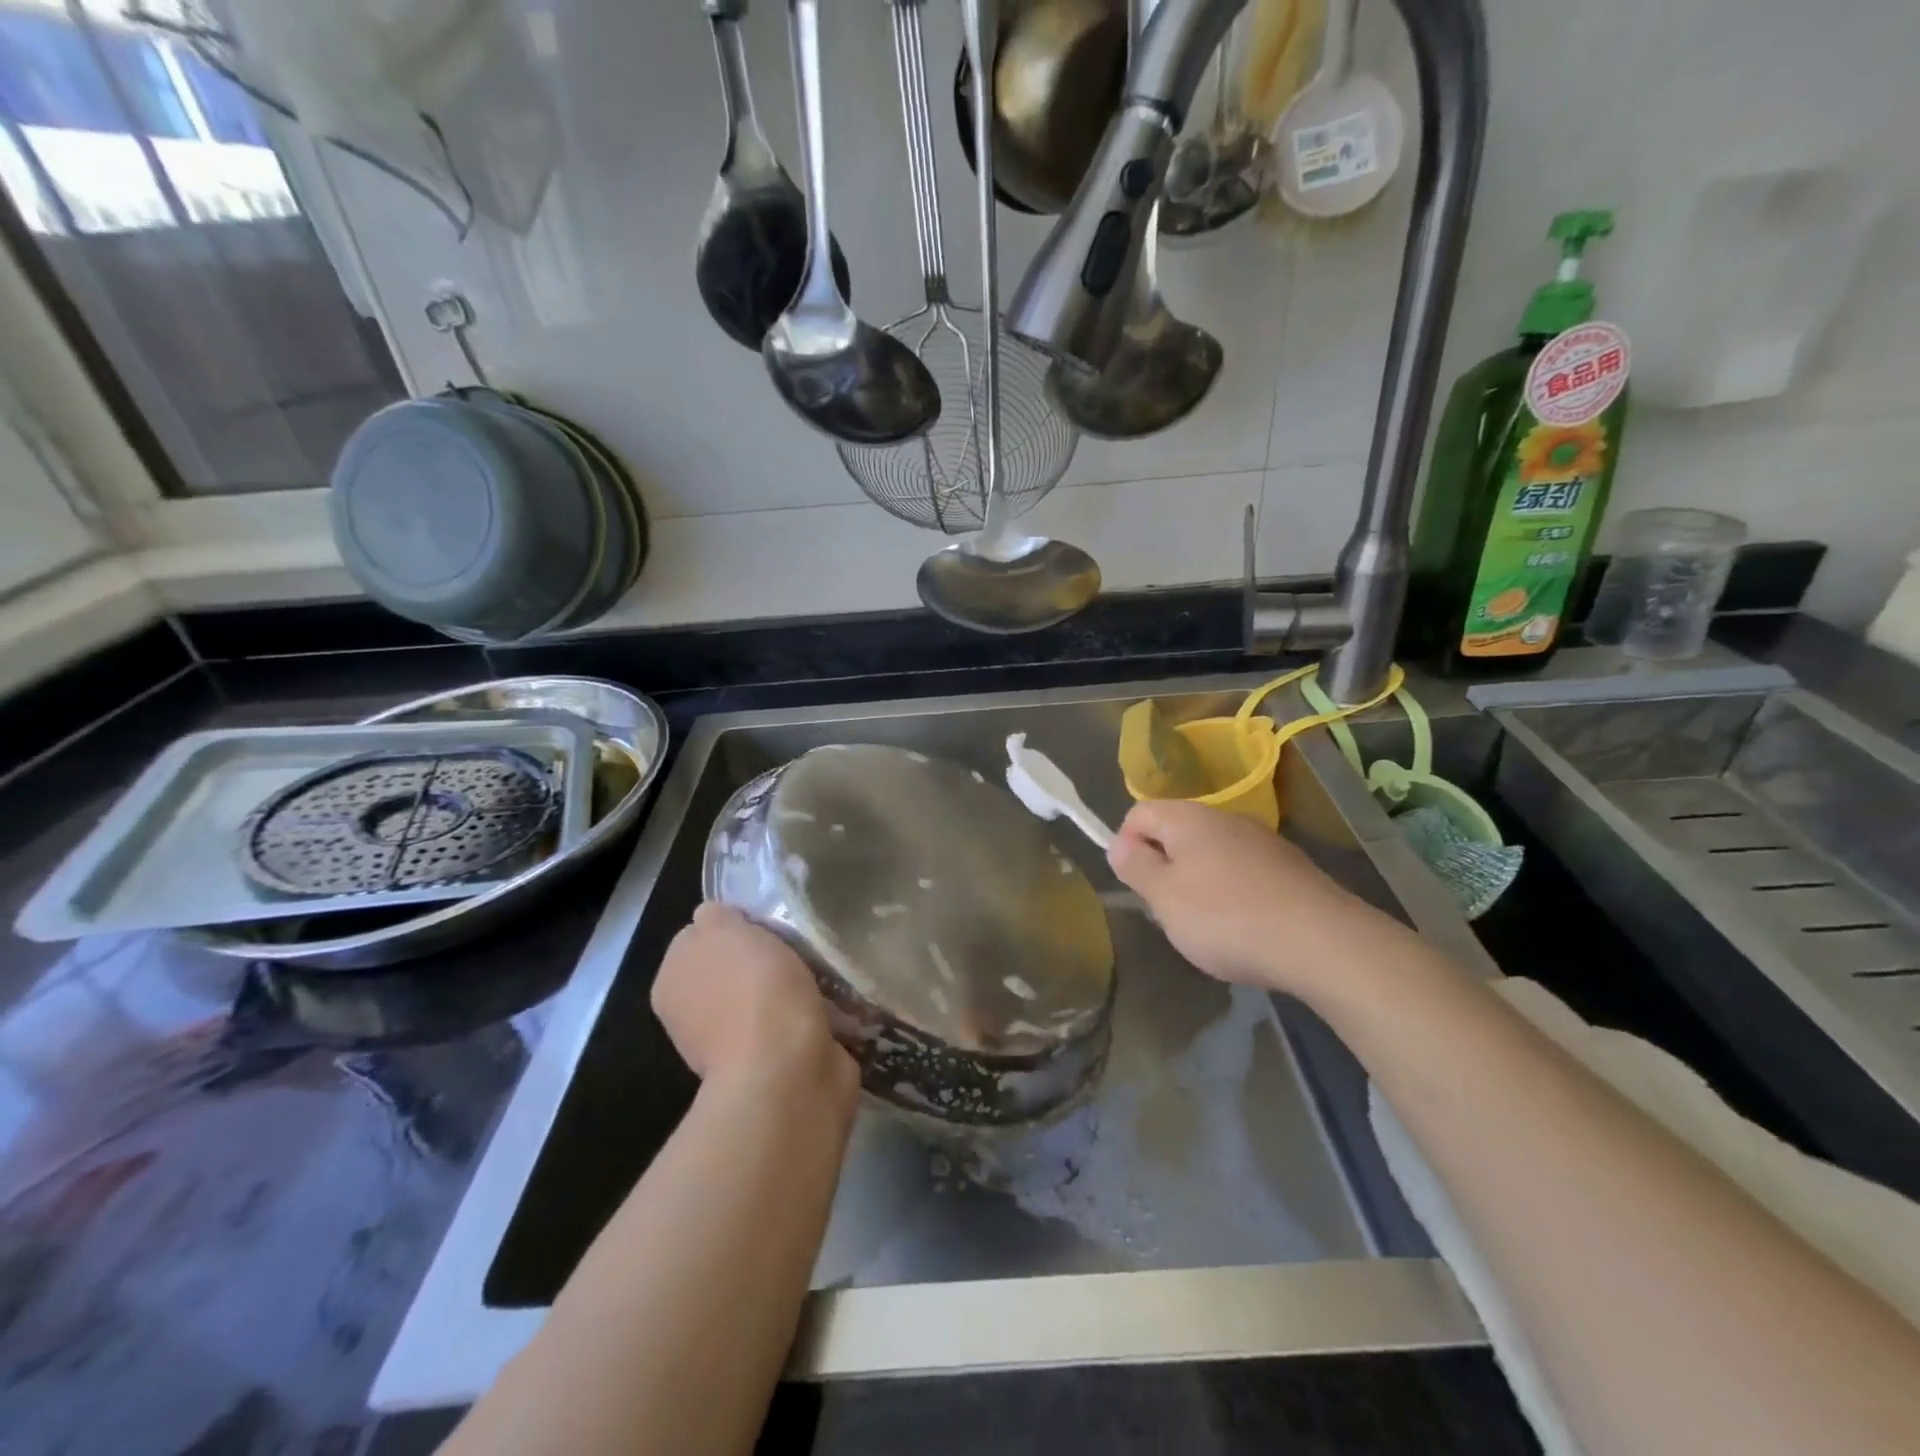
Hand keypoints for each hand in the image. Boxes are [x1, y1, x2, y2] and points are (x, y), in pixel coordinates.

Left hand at [652, 904, 856, 1096]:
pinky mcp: (776, 1063)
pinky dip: (812, 1012)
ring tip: (821, 971)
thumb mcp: (723, 929)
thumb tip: (715, 919)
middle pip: (734, 965)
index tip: (762, 920)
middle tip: (796, 943)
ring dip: (792, 985)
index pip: (697, 935)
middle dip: (764, 955)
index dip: (730, 923)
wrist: (787, 1070)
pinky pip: (795, 1021)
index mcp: (672, 982)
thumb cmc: (751, 990)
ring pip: (767, 994)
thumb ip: (714, 917)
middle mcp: (695, 1015)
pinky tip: (830, 1002)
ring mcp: (734, 1044)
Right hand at [1107, 799, 1403, 995]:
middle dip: (1163, 868)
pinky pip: (1243, 872)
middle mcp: (1225, 818)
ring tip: (1205, 925)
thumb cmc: (1226, 918)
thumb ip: (1136, 867)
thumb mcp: (1164, 897)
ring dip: (1197, 882)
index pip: (1139, 813)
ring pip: (1210, 853)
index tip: (1135, 886)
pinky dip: (1232, 894)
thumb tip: (1119, 844)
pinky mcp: (1289, 867)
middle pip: (1176, 832)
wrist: (1322, 943)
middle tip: (1166, 910)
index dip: (1125, 845)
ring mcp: (1262, 840)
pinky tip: (1243, 928)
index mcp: (1188, 817)